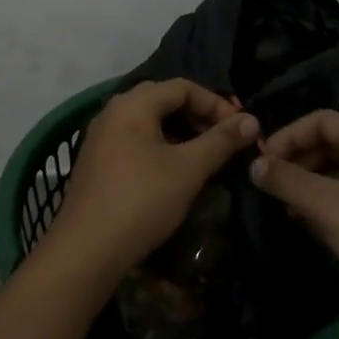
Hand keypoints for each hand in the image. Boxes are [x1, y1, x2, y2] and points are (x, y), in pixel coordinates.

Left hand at [46, 80, 259, 281]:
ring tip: (204, 156)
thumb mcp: (188, 169)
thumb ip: (221, 141)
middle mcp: (113, 112)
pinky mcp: (97, 162)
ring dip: (181, 133)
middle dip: (198, 115)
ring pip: (149, 122)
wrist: (86, 251)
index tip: (240, 129)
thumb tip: (252, 120)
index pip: (183, 87)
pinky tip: (175, 172)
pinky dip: (161, 147)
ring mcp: (101, 137)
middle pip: (164, 100)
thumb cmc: (141, 201)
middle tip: (223, 139)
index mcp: (133, 104)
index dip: (216, 103)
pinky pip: (136, 141)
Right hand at [251, 110, 338, 338]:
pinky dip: (330, 202)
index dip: (287, 136)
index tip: (260, 163)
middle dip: (298, 160)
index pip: (322, 120)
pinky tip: (313, 224)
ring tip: (286, 208)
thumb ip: (288, 182)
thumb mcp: (329, 209)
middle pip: (334, 142)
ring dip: (311, 183)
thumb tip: (254, 164)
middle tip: (270, 187)